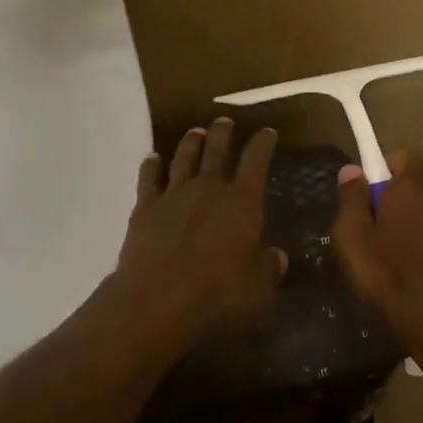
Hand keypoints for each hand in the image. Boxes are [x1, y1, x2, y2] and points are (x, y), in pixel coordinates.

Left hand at [111, 118, 285, 346]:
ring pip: (183, 157)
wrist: (159, 301)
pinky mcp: (145, 208)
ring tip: (195, 132)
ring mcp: (174, 194)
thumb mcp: (259, 289)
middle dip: (223, 132)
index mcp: (243, 202)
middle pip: (216, 149)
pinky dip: (152, 165)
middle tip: (225, 121)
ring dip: (191, 142)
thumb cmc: (218, 296)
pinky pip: (149, 178)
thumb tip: (277, 256)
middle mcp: (209, 188)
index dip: (263, 143)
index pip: (256, 160)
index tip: (267, 132)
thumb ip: (269, 268)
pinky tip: (153, 159)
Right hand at [330, 152, 422, 341]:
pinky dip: (413, 237)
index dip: (382, 167)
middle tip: (364, 223)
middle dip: (388, 195)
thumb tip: (352, 170)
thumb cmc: (382, 269)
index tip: (363, 190)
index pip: (402, 156)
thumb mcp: (351, 232)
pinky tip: (398, 263)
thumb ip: (351, 197)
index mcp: (411, 187)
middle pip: (409, 184)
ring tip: (379, 248)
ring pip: (418, 208)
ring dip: (401, 218)